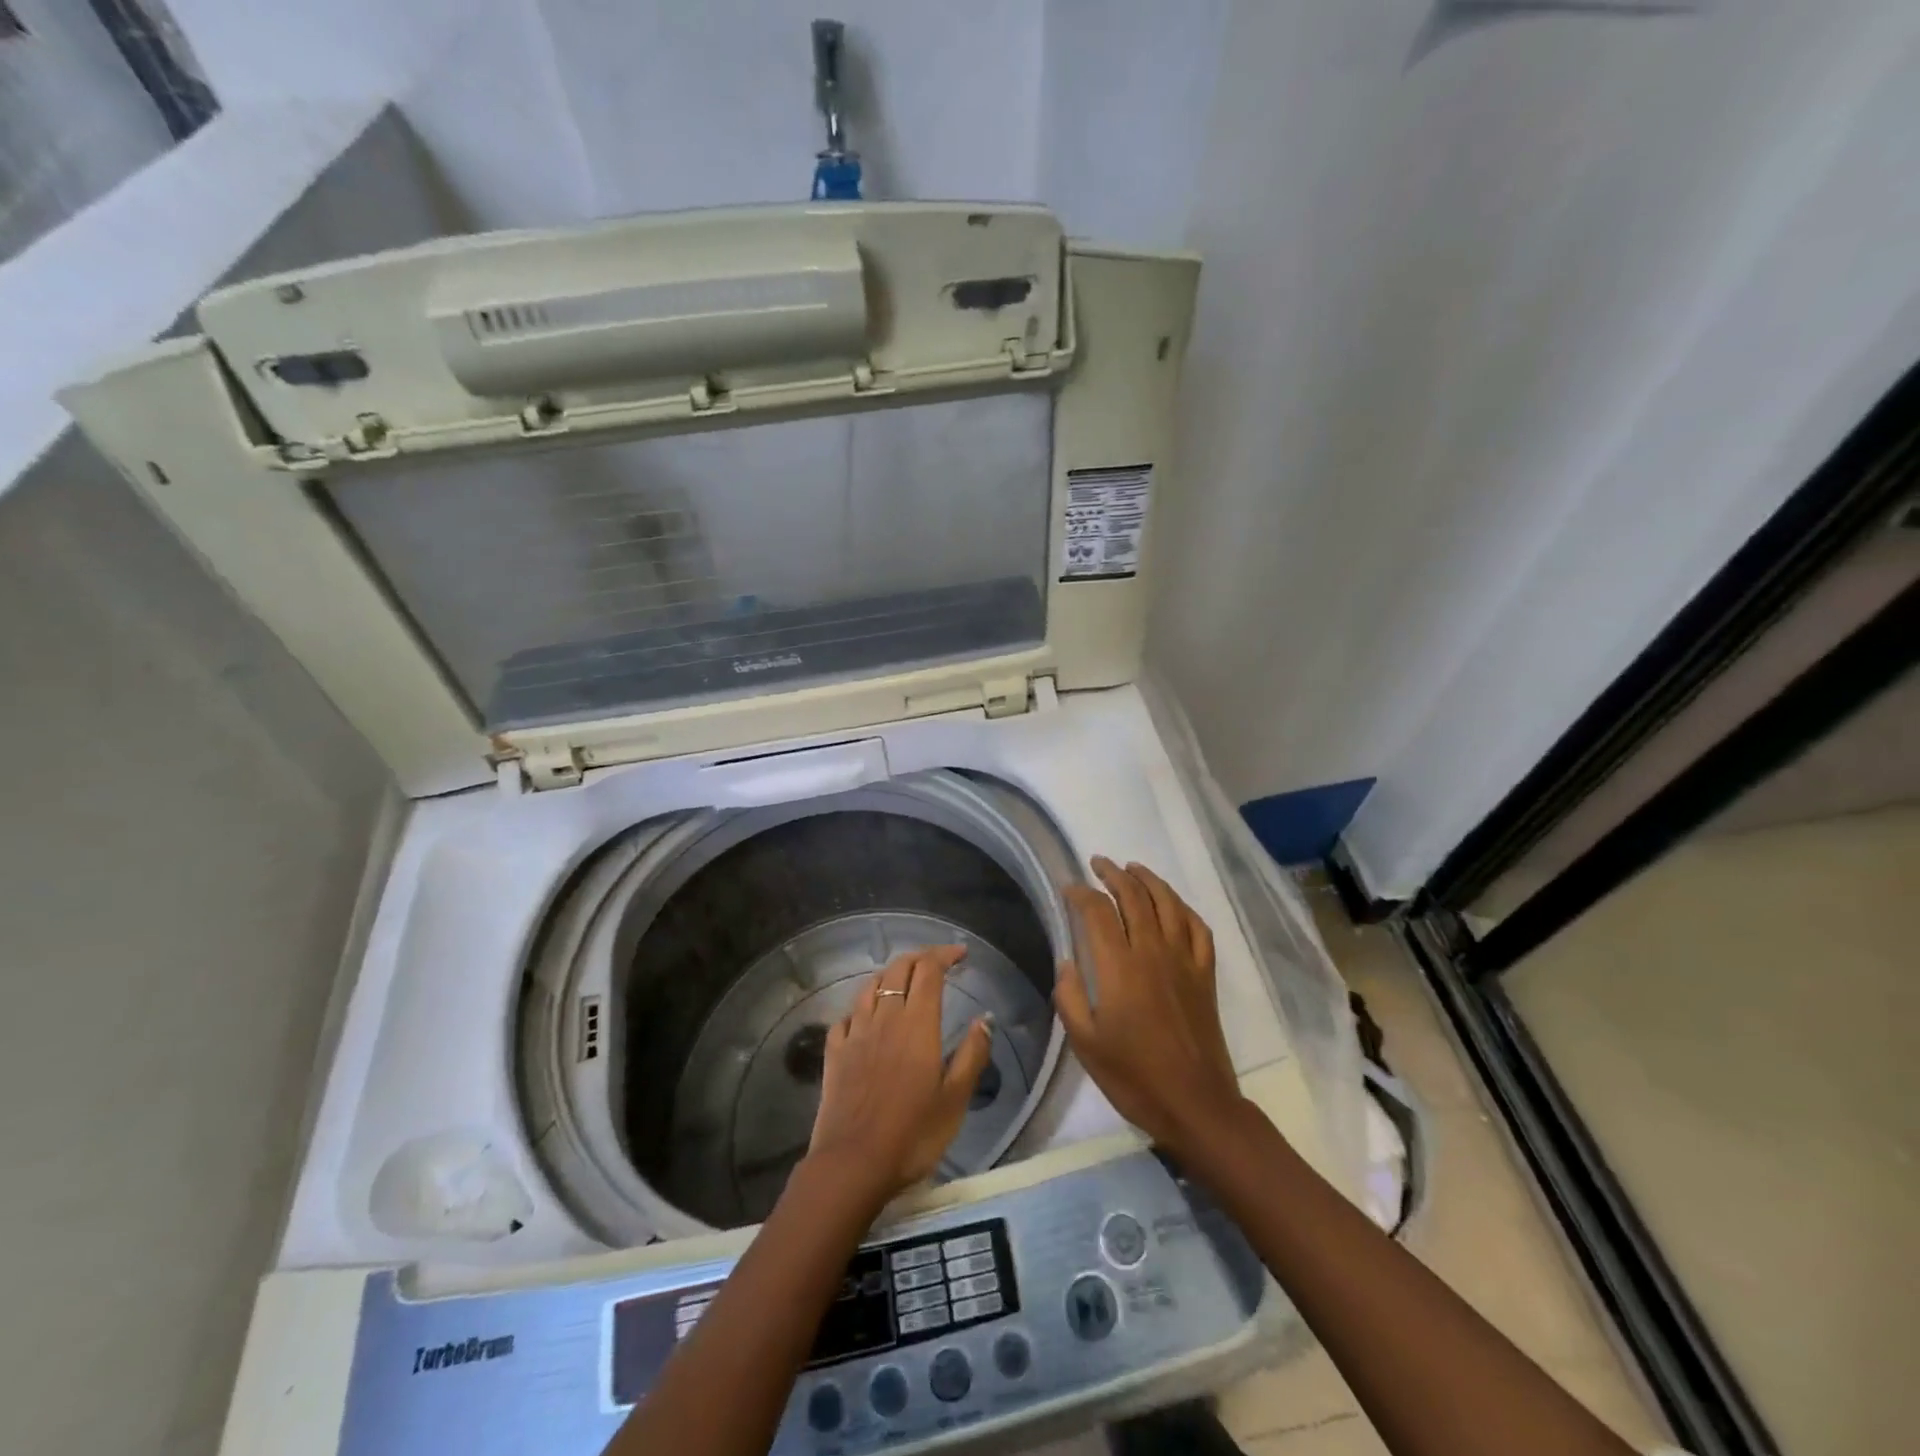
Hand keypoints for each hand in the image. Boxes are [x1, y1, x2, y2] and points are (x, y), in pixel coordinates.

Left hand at [806, 945, 993, 1208]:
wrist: (852, 1164)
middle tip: (937, 963)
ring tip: (903, 981)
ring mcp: (855, 1033)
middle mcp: (885, 1017)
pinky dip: (861, 1007)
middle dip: (919, 958)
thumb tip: (984, 1019)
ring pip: (870, 986)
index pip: (929, 970)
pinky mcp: (835, 1052)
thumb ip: (972, 1055)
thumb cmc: (913, 1134)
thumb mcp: (955, 1099)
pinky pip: (847, 1016)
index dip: (944, 955)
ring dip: (890, 975)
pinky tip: (866, 1018)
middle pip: (899, 969)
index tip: (961, 954)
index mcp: (917, 1023)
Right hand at [1054, 857, 1245, 1156]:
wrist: (1196, 1104)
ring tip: (1133, 868)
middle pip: (1134, 896)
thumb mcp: (1086, 1044)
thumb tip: (1067, 962)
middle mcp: (1152, 952)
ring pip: (1168, 903)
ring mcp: (1184, 960)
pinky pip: (1198, 928)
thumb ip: (1070, 997)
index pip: (1097, 912)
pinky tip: (1173, 905)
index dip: (1081, 893)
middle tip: (1098, 863)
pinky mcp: (1205, 974)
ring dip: (1149, 880)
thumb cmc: (1134, 1077)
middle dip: (1113, 874)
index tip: (1068, 887)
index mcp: (1119, 967)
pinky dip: (1183, 908)